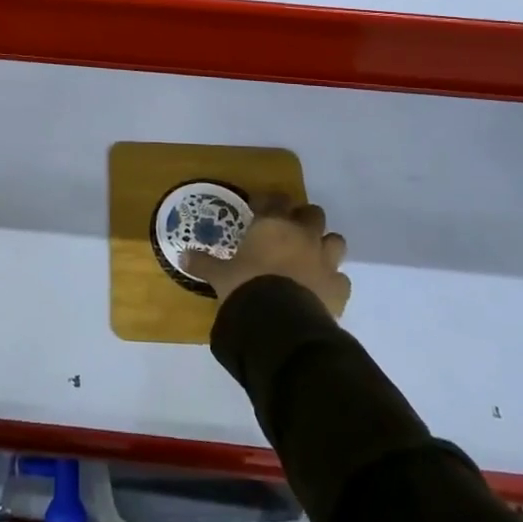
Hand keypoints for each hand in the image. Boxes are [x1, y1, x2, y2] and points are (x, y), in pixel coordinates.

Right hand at [181, 200, 350, 316]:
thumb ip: (203, 263)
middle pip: (313, 214)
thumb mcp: (219, 275)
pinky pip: (341, 278)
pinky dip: (332, 281)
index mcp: (273, 225)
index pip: (275, 199)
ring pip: (335, 240)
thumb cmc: (246, 286)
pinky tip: (321, 289)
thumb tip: (181, 256)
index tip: (259, 209)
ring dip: (324, 245)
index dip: (269, 202)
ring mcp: (325, 260)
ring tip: (311, 257)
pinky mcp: (339, 287)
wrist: (281, 321)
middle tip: (289, 232)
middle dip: (303, 220)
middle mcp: (302, 235)